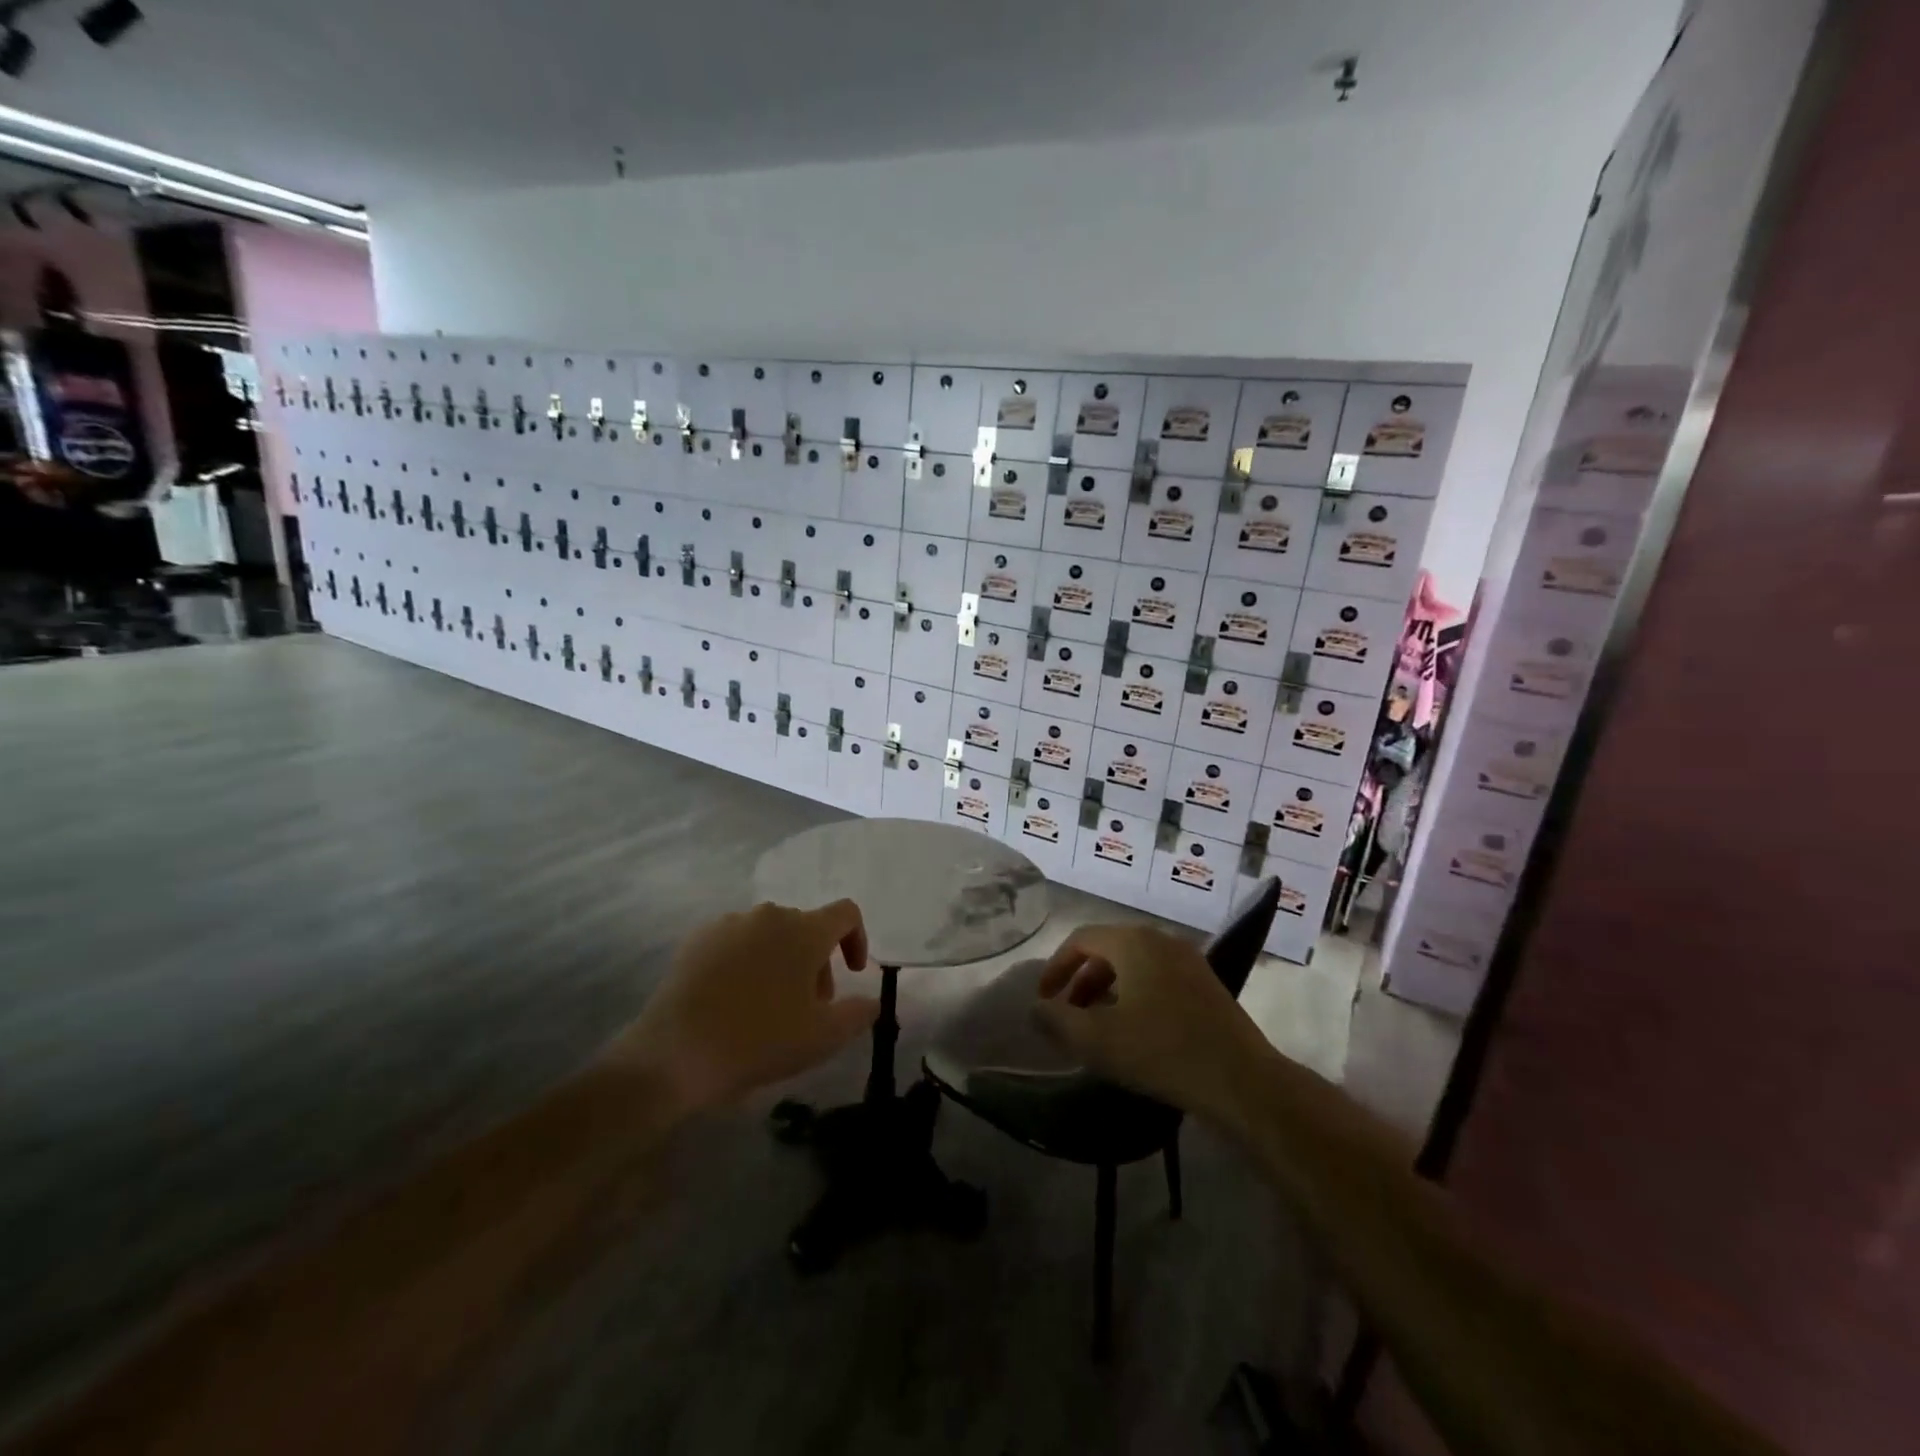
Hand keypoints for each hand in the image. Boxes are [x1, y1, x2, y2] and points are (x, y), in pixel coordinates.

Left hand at [611, 900, 878, 1113]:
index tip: (853, 973)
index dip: (858, 939)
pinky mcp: (696, 939)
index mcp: (804, 930)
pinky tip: (733, 1001)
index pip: (846, 913)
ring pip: (770, 935)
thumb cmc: (759, 1040)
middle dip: (817, 962)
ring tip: (769, 1007)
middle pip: (806, 927)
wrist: (673, 1054)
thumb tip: (872, 1001)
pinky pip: (736, 942)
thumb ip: (858, 1014)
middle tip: (809, 1006)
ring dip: (782, 962)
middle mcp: (769, 915)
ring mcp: (729, 924)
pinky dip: (747, 963)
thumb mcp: (823, 1038)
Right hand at [1033, 923, 1270, 1118]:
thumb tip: (1035, 1008)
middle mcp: (1160, 939)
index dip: (1055, 968)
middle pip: (1107, 950)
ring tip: (1096, 1026)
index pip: (1080, 940)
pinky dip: (1134, 995)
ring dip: (1107, 990)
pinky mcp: (1206, 984)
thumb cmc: (1161, 1051)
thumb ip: (1057, 1020)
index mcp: (1132, 941)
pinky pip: (1157, 978)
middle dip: (1080, 980)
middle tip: (1067, 1015)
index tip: (1043, 1000)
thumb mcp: (1096, 1040)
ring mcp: (1188, 960)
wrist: (1242, 1080)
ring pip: (1133, 965)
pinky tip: (1134, 1031)